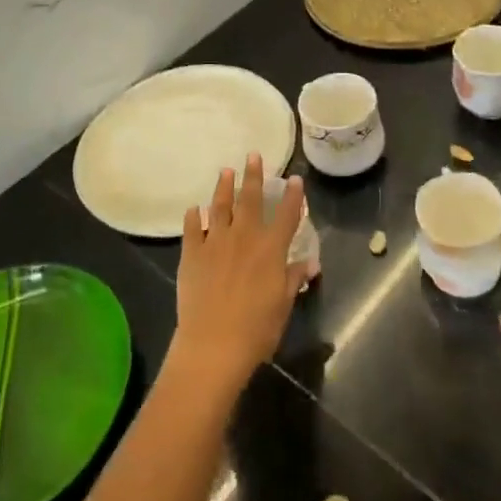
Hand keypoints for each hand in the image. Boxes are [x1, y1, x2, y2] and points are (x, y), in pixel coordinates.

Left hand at [169, 154, 306, 394]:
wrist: (213, 345)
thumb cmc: (256, 330)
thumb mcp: (283, 305)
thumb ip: (293, 279)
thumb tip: (308, 263)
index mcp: (271, 249)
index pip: (287, 215)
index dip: (294, 196)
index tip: (296, 179)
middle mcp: (245, 237)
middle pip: (251, 199)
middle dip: (254, 176)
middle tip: (253, 155)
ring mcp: (216, 242)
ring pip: (220, 206)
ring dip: (224, 187)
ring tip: (226, 171)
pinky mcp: (192, 254)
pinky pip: (192, 229)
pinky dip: (194, 217)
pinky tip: (194, 209)